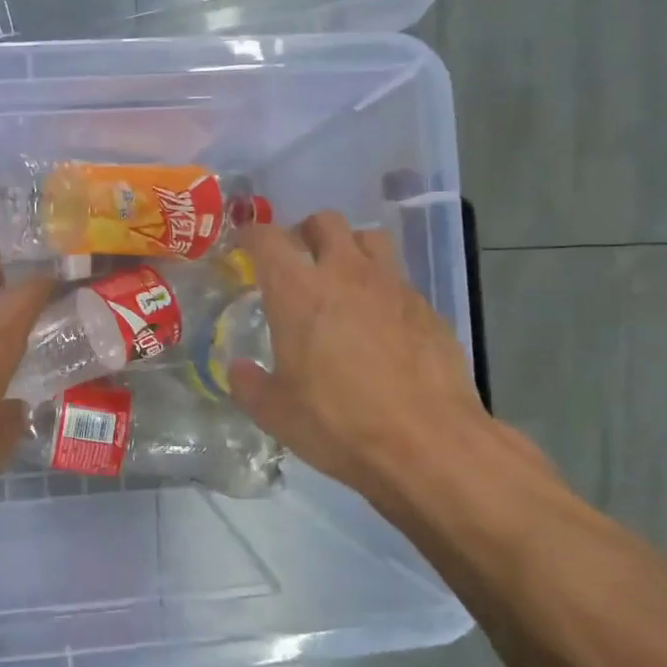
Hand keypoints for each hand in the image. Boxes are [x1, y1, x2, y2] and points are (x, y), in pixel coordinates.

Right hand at [227, 212, 517, 502]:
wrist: (427, 444)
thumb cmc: (337, 423)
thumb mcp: (275, 413)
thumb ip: (249, 384)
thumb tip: (238, 369)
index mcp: (297, 291)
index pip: (267, 239)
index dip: (251, 234)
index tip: (244, 243)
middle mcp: (345, 274)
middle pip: (325, 222)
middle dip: (305, 232)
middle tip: (296, 260)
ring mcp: (392, 286)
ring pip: (370, 238)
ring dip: (350, 247)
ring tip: (341, 278)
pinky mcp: (427, 308)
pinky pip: (398, 279)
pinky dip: (381, 287)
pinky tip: (379, 322)